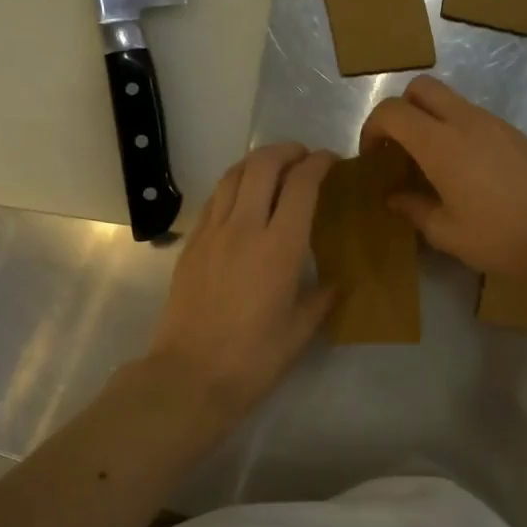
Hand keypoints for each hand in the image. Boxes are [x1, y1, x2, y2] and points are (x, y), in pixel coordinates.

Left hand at [146, 142, 336, 422]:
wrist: (190, 375)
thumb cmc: (254, 358)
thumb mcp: (301, 330)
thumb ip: (322, 298)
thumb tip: (335, 283)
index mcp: (280, 247)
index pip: (301, 185)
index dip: (319, 164)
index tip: (331, 161)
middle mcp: (245, 227)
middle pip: (263, 165)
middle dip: (287, 151)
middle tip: (303, 157)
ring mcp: (212, 232)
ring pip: (233, 175)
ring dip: (257, 162)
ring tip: (273, 169)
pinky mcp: (191, 244)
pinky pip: (215, 199)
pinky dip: (234, 185)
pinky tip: (242, 199)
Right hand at [359, 77, 526, 277]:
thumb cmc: (500, 237)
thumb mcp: (446, 232)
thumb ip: (414, 209)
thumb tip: (394, 198)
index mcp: (440, 143)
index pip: (392, 111)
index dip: (373, 128)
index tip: (373, 158)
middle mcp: (465, 121)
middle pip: (421, 88)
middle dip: (401, 110)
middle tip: (399, 149)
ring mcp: (495, 123)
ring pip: (450, 100)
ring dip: (431, 120)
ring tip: (431, 164)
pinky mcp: (516, 134)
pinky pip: (474, 118)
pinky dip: (456, 131)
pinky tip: (465, 172)